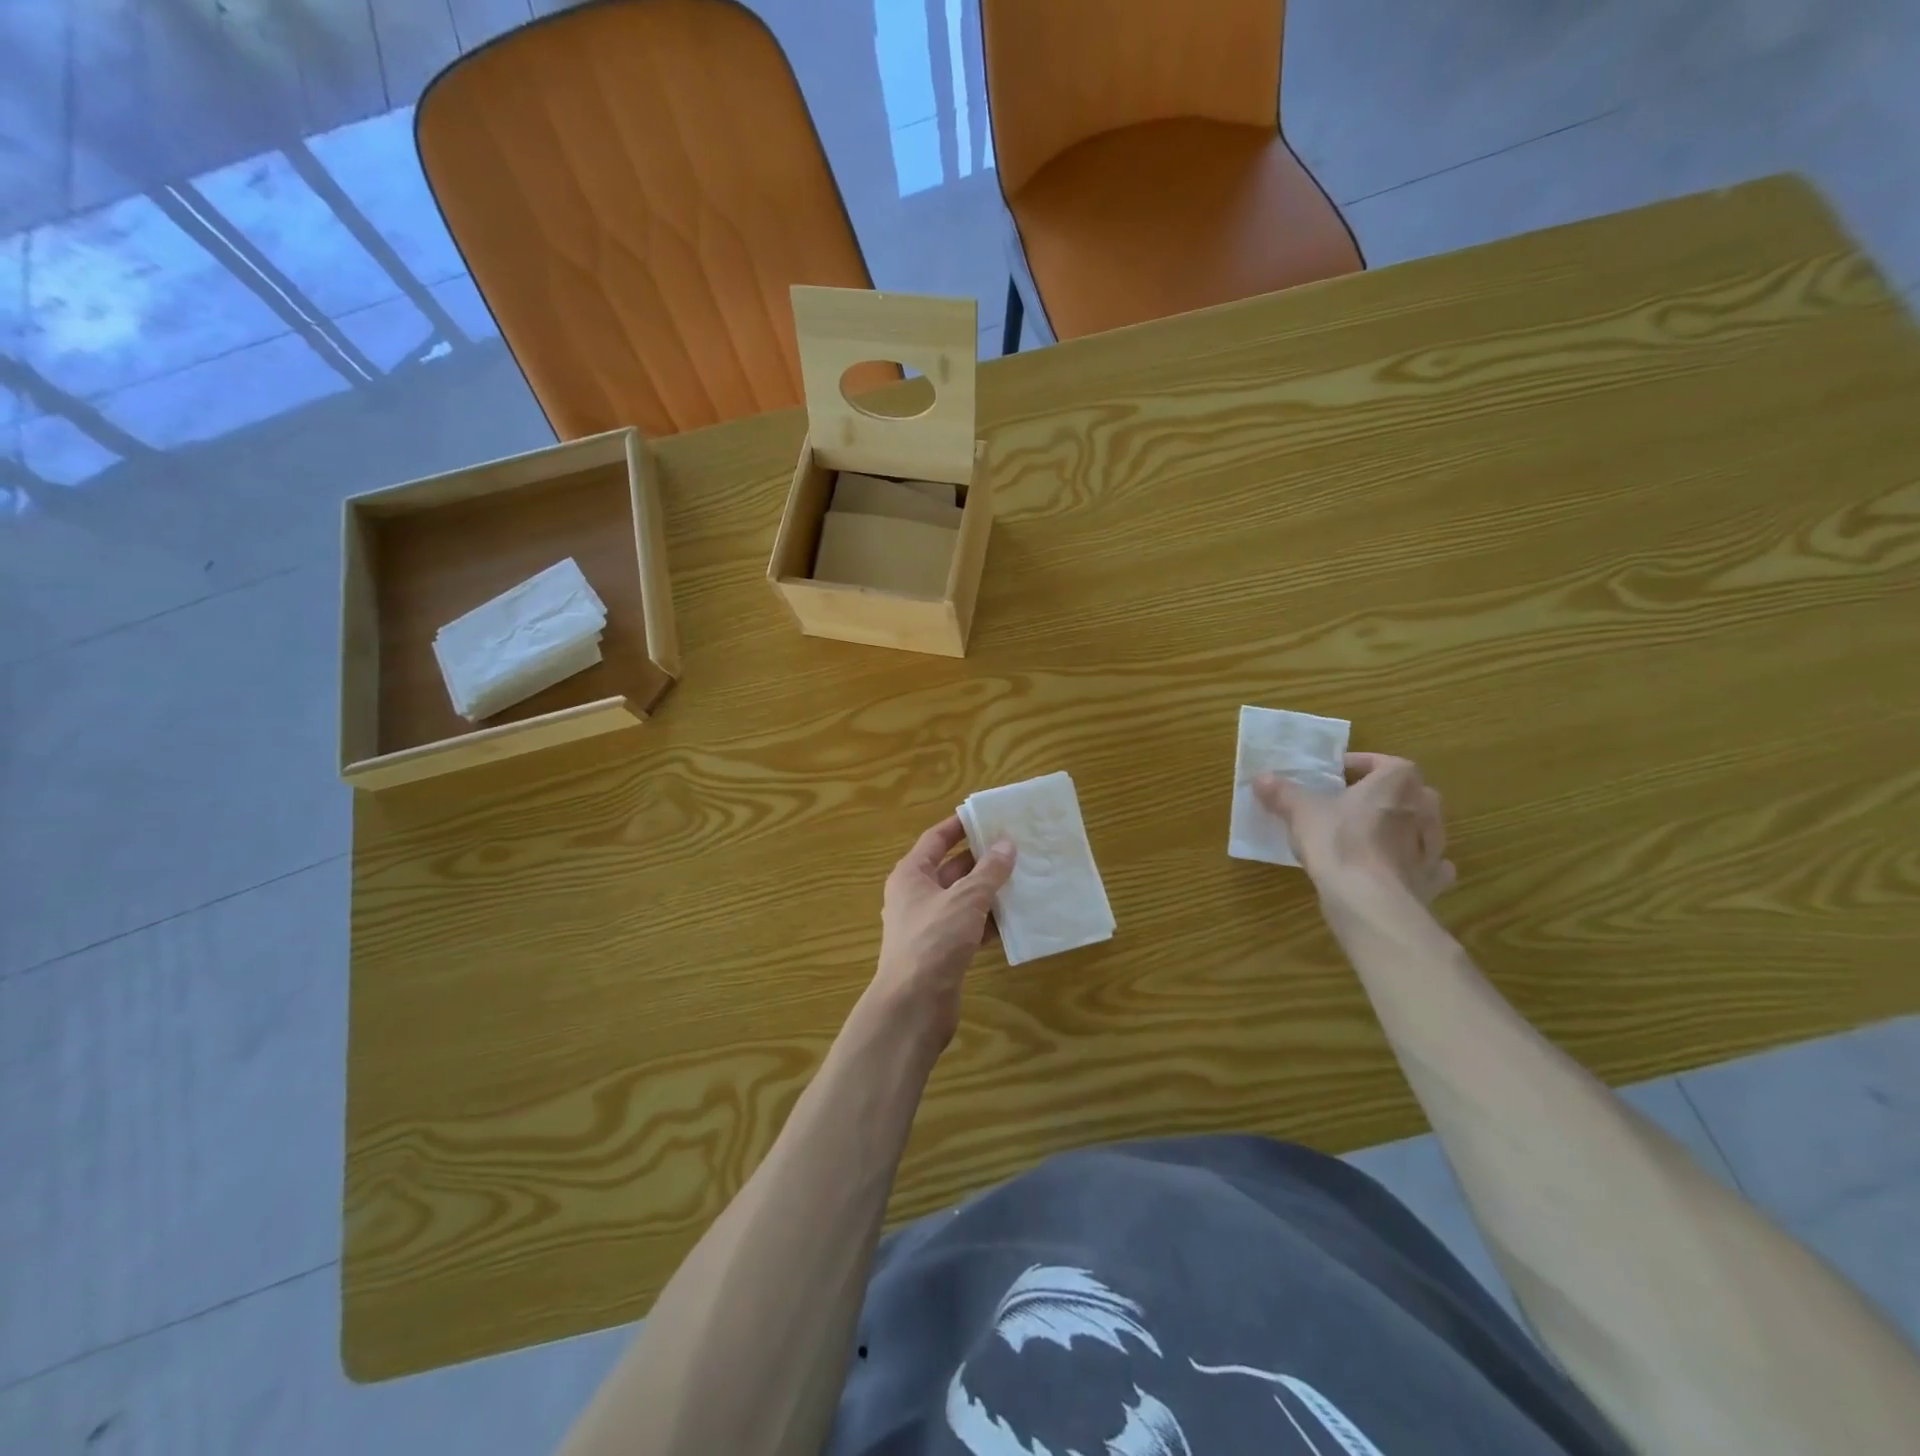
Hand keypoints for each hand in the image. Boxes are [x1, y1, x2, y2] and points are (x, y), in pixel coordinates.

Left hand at [872, 815, 1016, 1048]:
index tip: (988, 816)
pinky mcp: (943, 951)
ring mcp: (929, 925)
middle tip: (1018, 847)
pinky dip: (990, 922)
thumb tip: (1006, 844)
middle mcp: (917, 896)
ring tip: (1026, 878)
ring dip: (991, 891)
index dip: (960, 825)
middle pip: (952, 869)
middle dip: (983, 859)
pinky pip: (970, 927)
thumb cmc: (933, 941)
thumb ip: (988, 872)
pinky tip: (1018, 918)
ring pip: (964, 899)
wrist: (913, 1005)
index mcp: (911, 875)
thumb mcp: (965, 899)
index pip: (936, 839)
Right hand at [1255, 753, 1454, 903]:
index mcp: (1397, 783)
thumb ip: (1283, 792)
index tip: (1336, 775)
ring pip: (1424, 827)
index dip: (1361, 765)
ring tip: (1372, 836)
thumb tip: (1261, 778)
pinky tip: (1396, 869)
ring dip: (1404, 827)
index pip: (1385, 763)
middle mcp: (1424, 809)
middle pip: (1410, 793)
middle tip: (1354, 804)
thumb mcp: (1300, 811)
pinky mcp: (1431, 880)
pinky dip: (1417, 864)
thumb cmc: (1338, 842)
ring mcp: (1434, 847)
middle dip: (1386, 795)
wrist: (1367, 900)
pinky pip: (1431, 865)